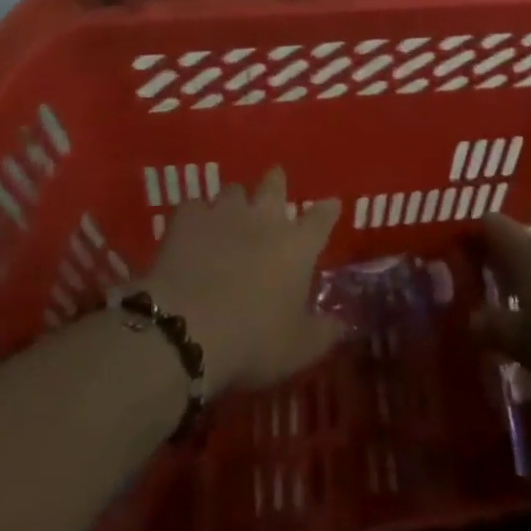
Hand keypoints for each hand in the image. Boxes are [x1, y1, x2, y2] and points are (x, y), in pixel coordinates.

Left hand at [140, 167, 343, 392]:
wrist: (186, 331)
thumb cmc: (253, 341)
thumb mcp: (299, 349)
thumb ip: (325, 333)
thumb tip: (345, 325)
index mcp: (297, 246)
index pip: (321, 218)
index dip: (328, 210)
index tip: (331, 205)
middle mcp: (264, 219)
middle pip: (274, 185)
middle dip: (277, 181)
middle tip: (276, 181)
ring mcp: (223, 213)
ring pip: (233, 191)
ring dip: (235, 201)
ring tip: (230, 213)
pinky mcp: (187, 219)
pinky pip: (194, 207)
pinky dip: (196, 217)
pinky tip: (191, 230)